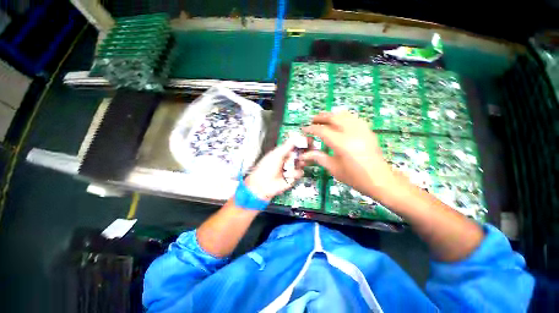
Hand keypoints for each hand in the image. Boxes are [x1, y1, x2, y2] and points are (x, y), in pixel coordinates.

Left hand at [245, 140, 303, 200]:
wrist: (263, 184)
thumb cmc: (266, 167)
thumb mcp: (277, 154)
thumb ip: (287, 145)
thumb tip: (296, 135)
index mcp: (283, 152)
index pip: (295, 146)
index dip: (301, 144)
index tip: (308, 141)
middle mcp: (289, 159)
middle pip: (301, 154)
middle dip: (302, 155)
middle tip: (301, 155)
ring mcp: (292, 168)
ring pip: (302, 163)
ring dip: (296, 165)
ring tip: (288, 167)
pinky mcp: (293, 177)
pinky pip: (300, 173)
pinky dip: (293, 174)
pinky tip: (286, 175)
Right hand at [301, 112, 399, 202]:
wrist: (379, 179)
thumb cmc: (354, 177)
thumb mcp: (333, 168)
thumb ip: (318, 157)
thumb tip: (304, 154)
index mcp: (341, 143)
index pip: (322, 131)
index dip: (311, 129)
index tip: (304, 129)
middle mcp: (351, 133)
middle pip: (333, 118)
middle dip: (321, 117)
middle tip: (312, 120)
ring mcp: (362, 130)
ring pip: (344, 115)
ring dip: (332, 115)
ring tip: (324, 118)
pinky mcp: (368, 130)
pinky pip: (354, 118)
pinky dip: (343, 117)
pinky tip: (339, 121)